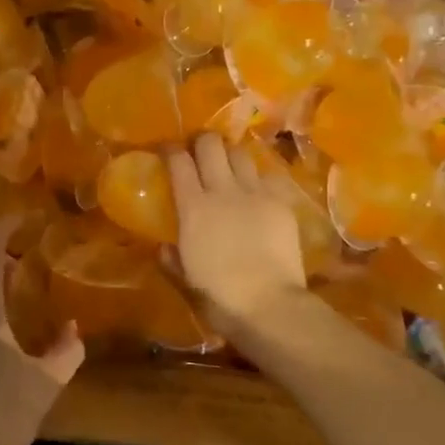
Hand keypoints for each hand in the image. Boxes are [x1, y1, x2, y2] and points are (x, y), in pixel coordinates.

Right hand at [166, 133, 306, 329]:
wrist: (269, 303)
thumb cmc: (219, 296)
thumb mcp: (185, 279)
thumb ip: (171, 259)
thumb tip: (163, 247)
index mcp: (193, 207)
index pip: (178, 162)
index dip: (171, 149)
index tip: (168, 148)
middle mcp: (223, 190)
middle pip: (211, 145)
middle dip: (202, 141)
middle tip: (199, 149)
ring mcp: (255, 193)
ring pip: (241, 153)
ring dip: (231, 154)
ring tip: (229, 164)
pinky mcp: (281, 202)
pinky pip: (268, 175)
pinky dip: (259, 176)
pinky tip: (258, 187)